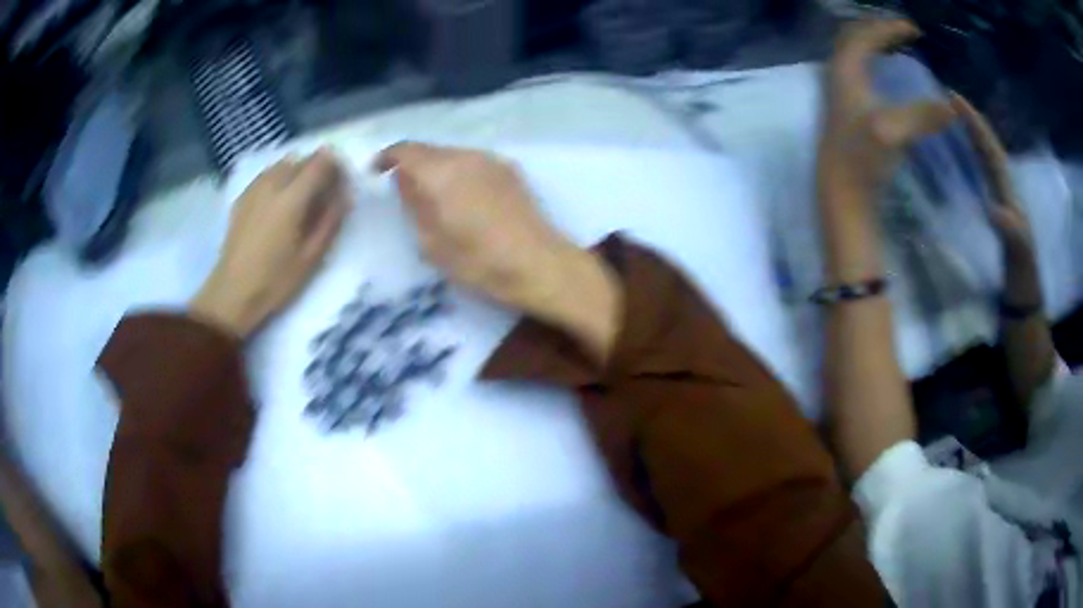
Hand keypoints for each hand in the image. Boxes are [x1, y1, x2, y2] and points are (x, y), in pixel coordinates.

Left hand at [191, 149, 350, 337]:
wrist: (232, 292)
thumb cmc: (275, 280)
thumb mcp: (311, 256)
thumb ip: (331, 220)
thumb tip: (344, 195)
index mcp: (292, 197)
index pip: (321, 162)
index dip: (337, 166)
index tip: (342, 183)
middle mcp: (273, 183)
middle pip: (302, 159)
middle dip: (318, 169)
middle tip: (323, 193)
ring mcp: (254, 188)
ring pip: (283, 164)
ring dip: (298, 172)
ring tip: (300, 197)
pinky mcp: (242, 197)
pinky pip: (267, 175)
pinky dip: (279, 179)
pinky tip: (278, 202)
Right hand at [374, 142, 620, 359]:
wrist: (540, 264)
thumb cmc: (480, 262)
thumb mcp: (432, 242)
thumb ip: (413, 203)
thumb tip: (404, 179)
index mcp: (441, 172)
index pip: (405, 150)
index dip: (386, 157)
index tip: (375, 171)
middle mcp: (466, 156)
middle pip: (429, 150)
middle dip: (411, 164)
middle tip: (403, 188)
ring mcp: (491, 160)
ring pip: (452, 154)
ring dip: (436, 167)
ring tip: (432, 194)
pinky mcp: (510, 170)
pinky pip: (473, 162)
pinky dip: (458, 171)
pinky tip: (462, 196)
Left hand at [819, 19, 955, 205]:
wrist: (840, 189)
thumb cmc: (862, 158)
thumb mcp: (892, 132)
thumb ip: (921, 116)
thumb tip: (951, 108)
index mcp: (845, 68)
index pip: (866, 34)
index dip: (890, 27)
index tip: (915, 30)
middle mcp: (837, 70)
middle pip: (855, 35)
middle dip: (879, 28)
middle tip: (905, 32)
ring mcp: (837, 87)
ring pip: (853, 50)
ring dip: (874, 42)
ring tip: (898, 44)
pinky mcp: (842, 104)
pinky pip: (857, 66)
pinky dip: (872, 59)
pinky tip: (886, 71)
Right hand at [950, 94, 1042, 308]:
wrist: (1023, 297)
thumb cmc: (1022, 276)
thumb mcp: (1019, 255)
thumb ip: (1011, 231)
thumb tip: (992, 206)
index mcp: (1009, 190)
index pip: (990, 148)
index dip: (974, 123)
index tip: (952, 97)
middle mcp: (1003, 187)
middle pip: (985, 146)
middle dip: (968, 120)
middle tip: (943, 98)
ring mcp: (997, 198)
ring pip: (981, 158)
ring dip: (965, 135)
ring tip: (944, 117)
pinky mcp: (990, 209)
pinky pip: (977, 175)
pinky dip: (965, 159)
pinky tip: (953, 156)